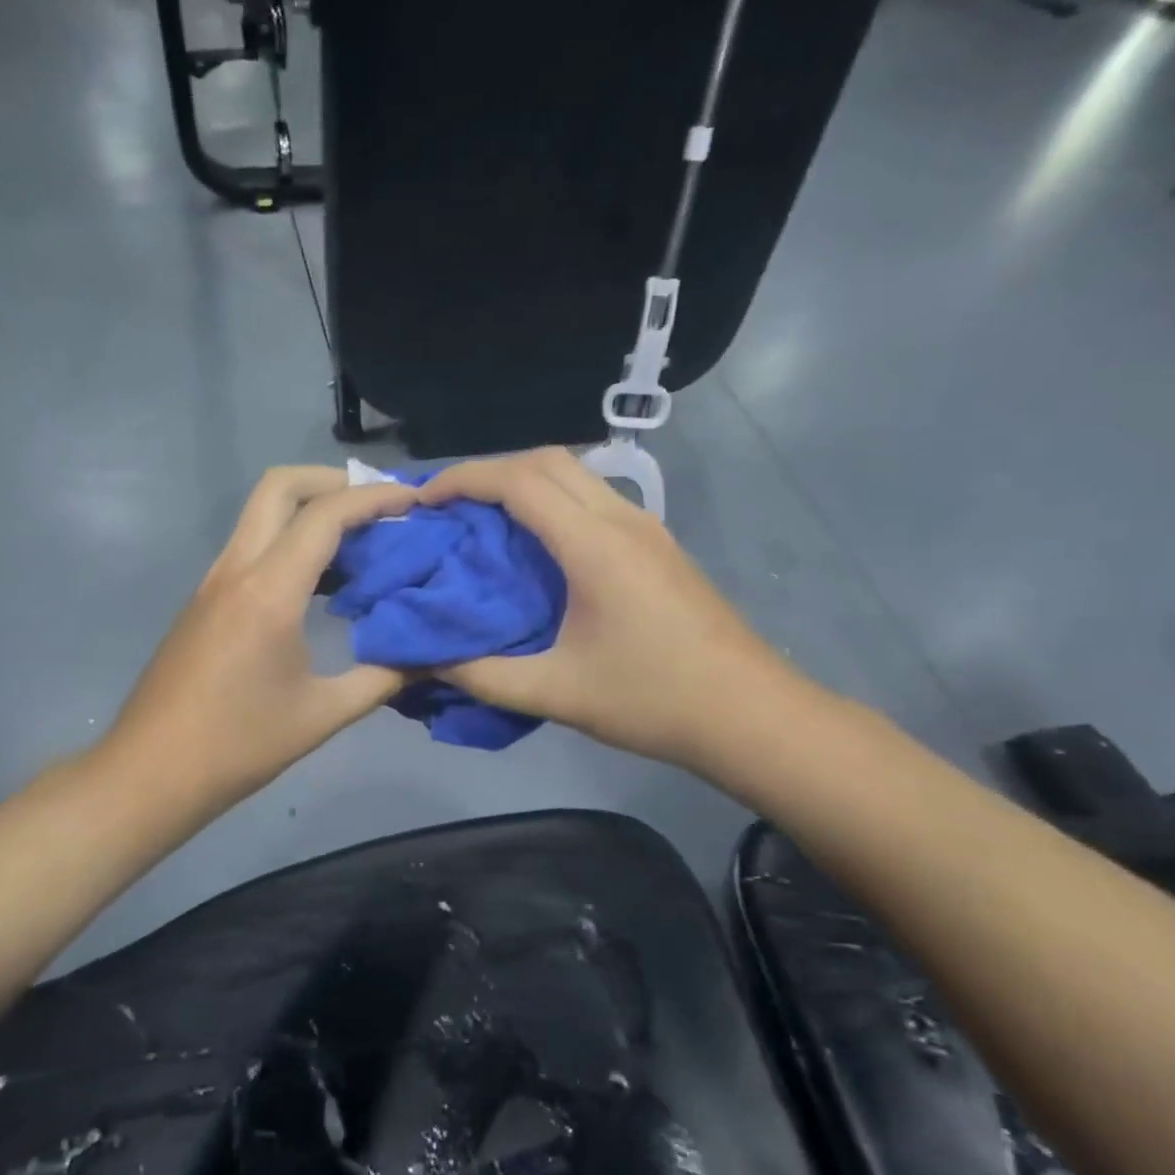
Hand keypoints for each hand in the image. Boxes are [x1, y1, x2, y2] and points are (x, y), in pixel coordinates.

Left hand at [101, 466, 417, 822]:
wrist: (150, 772)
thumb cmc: (238, 745)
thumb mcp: (322, 715)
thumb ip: (383, 678)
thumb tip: (431, 657)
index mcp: (268, 592)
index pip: (326, 516)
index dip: (375, 498)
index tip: (415, 500)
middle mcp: (236, 570)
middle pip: (279, 486)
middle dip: (332, 481)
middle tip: (378, 506)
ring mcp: (214, 581)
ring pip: (260, 513)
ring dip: (309, 509)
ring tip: (360, 542)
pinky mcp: (204, 599)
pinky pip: (252, 546)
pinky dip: (289, 540)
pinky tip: (321, 583)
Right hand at [417, 449, 820, 782]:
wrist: (750, 714)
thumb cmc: (653, 700)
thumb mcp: (556, 693)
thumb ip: (482, 676)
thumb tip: (427, 660)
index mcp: (595, 545)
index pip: (519, 480)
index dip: (463, 480)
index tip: (423, 501)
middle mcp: (622, 519)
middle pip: (547, 460)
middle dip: (489, 472)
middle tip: (449, 509)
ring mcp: (647, 528)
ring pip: (575, 475)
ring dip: (524, 484)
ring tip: (484, 523)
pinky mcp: (658, 546)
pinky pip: (593, 500)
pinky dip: (552, 503)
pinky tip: (536, 548)